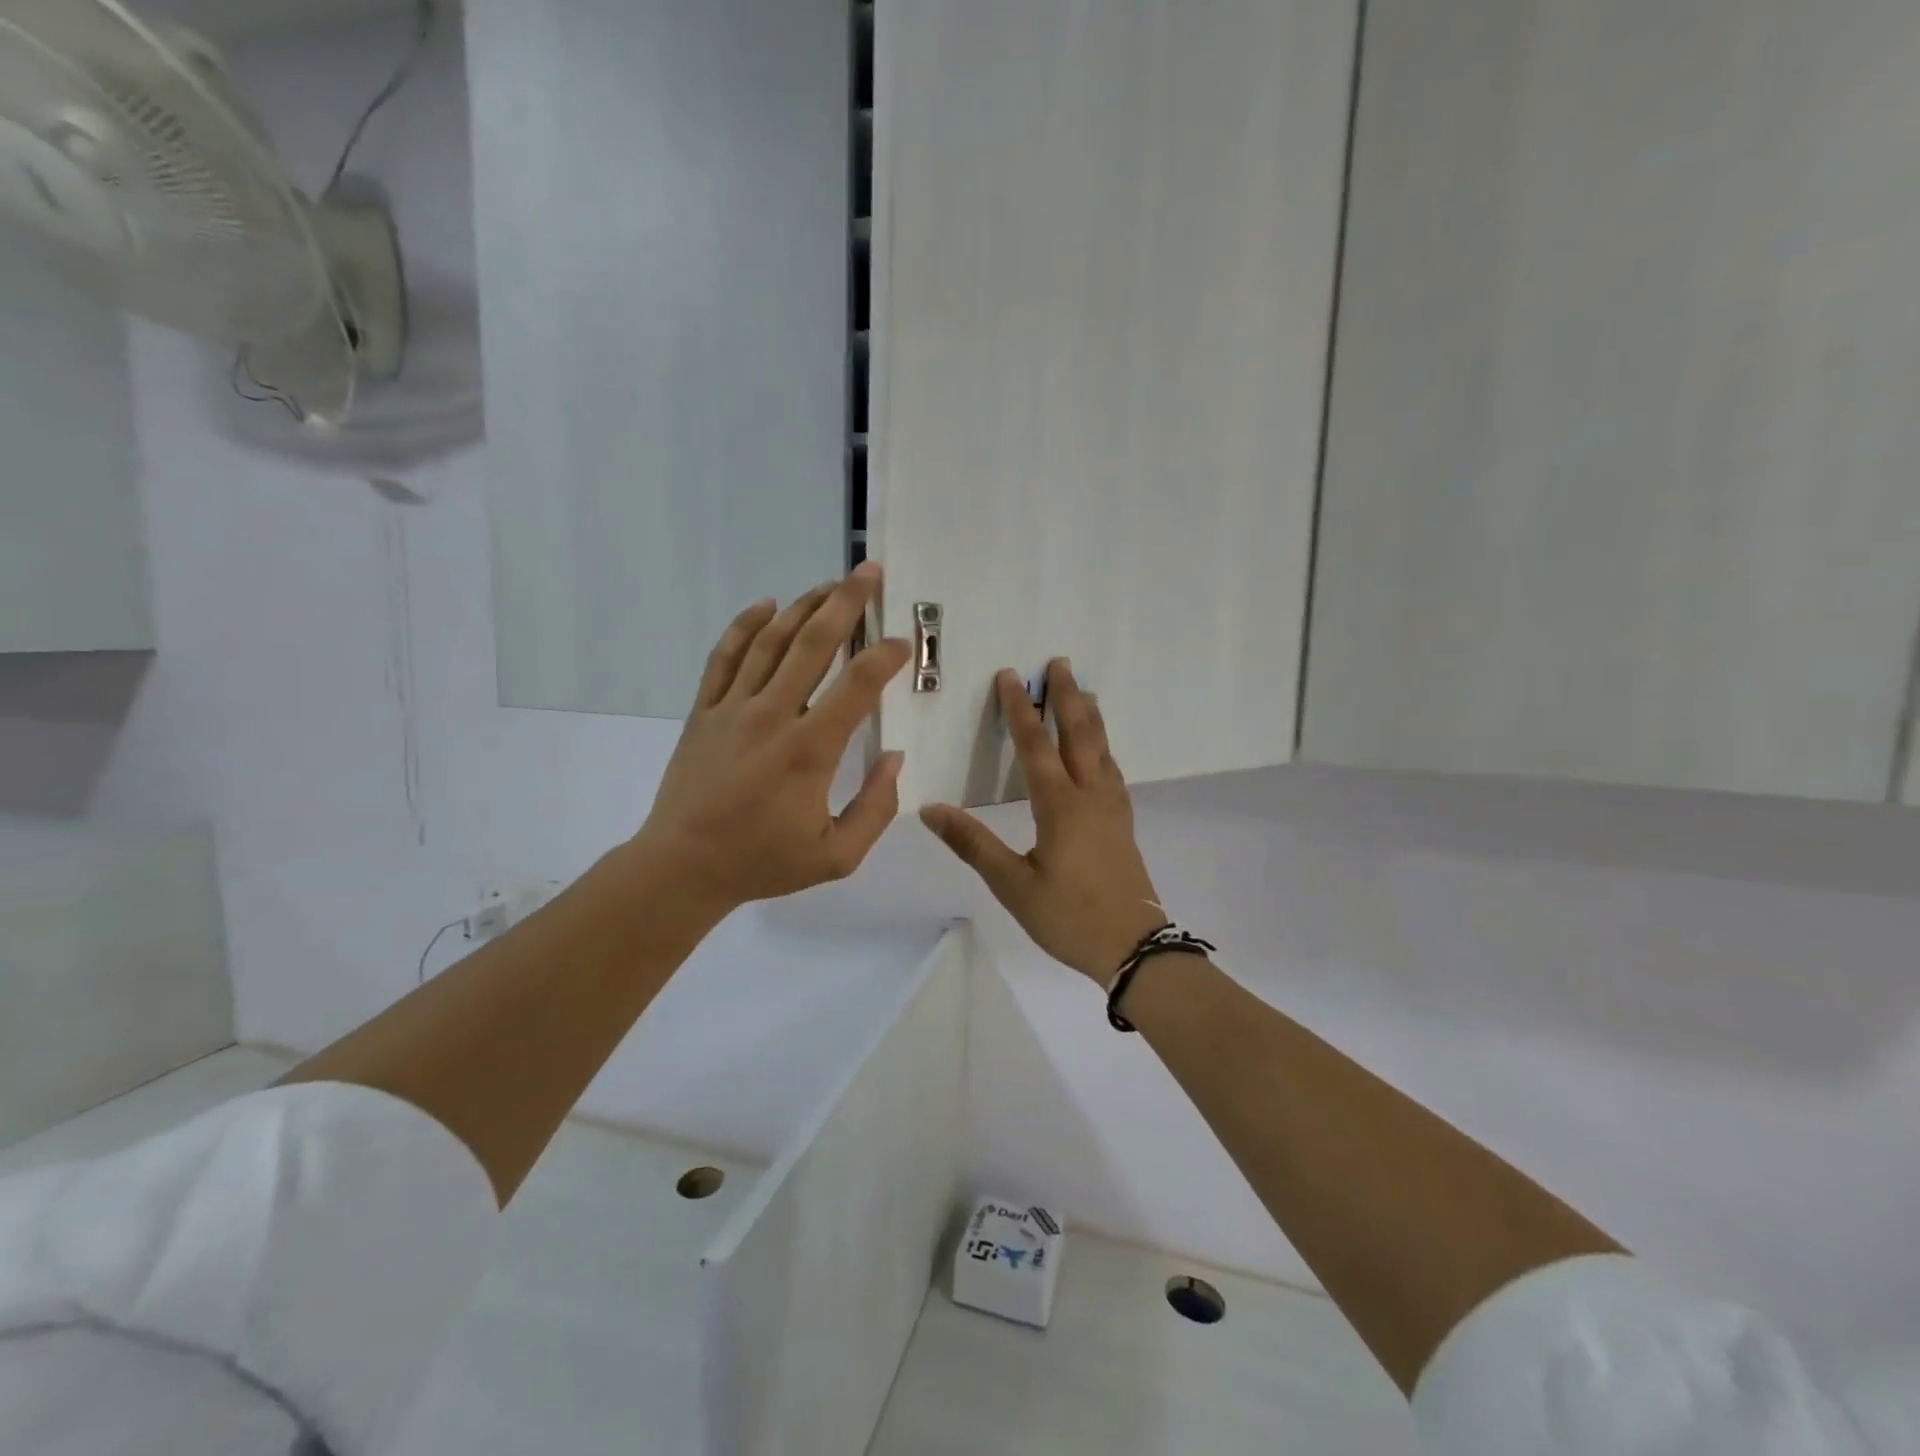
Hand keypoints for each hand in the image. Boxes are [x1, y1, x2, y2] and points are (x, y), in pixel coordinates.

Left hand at [637, 563, 912, 915]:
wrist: (684, 866)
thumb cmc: (764, 861)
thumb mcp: (838, 856)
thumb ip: (876, 808)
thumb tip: (894, 758)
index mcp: (810, 750)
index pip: (858, 685)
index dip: (886, 657)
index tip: (904, 643)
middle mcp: (772, 715)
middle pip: (813, 643)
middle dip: (846, 602)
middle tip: (870, 572)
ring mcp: (732, 708)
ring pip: (771, 641)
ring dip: (803, 606)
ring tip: (830, 584)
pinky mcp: (703, 710)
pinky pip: (724, 656)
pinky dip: (745, 625)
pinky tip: (765, 605)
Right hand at [920, 660, 1164, 982]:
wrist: (1134, 947)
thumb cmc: (1068, 916)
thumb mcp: (1012, 885)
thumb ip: (973, 844)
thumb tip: (930, 809)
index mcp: (1060, 806)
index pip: (1035, 746)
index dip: (1020, 710)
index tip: (1010, 676)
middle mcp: (1090, 796)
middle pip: (1079, 735)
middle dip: (1067, 697)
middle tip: (1060, 663)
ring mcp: (1112, 809)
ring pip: (1102, 750)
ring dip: (1090, 717)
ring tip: (1085, 692)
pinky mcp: (1123, 824)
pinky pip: (1112, 771)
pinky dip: (1104, 748)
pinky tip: (1102, 753)